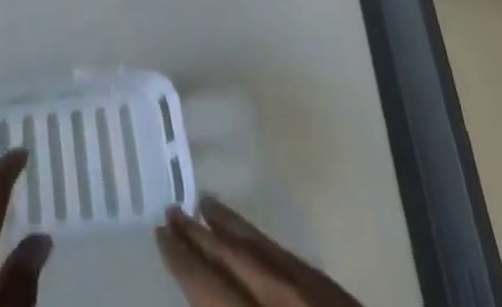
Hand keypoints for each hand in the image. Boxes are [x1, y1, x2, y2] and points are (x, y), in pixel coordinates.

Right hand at [155, 197, 364, 306]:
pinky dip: (266, 244)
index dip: (184, 262)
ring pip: (265, 252)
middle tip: (172, 210)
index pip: (213, 291)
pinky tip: (255, 240)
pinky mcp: (340, 299)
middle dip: (201, 237)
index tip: (160, 233)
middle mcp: (286, 306)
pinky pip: (293, 261)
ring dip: (232, 228)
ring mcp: (318, 298)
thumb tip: (201, 302)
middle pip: (236, 261)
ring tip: (205, 204)